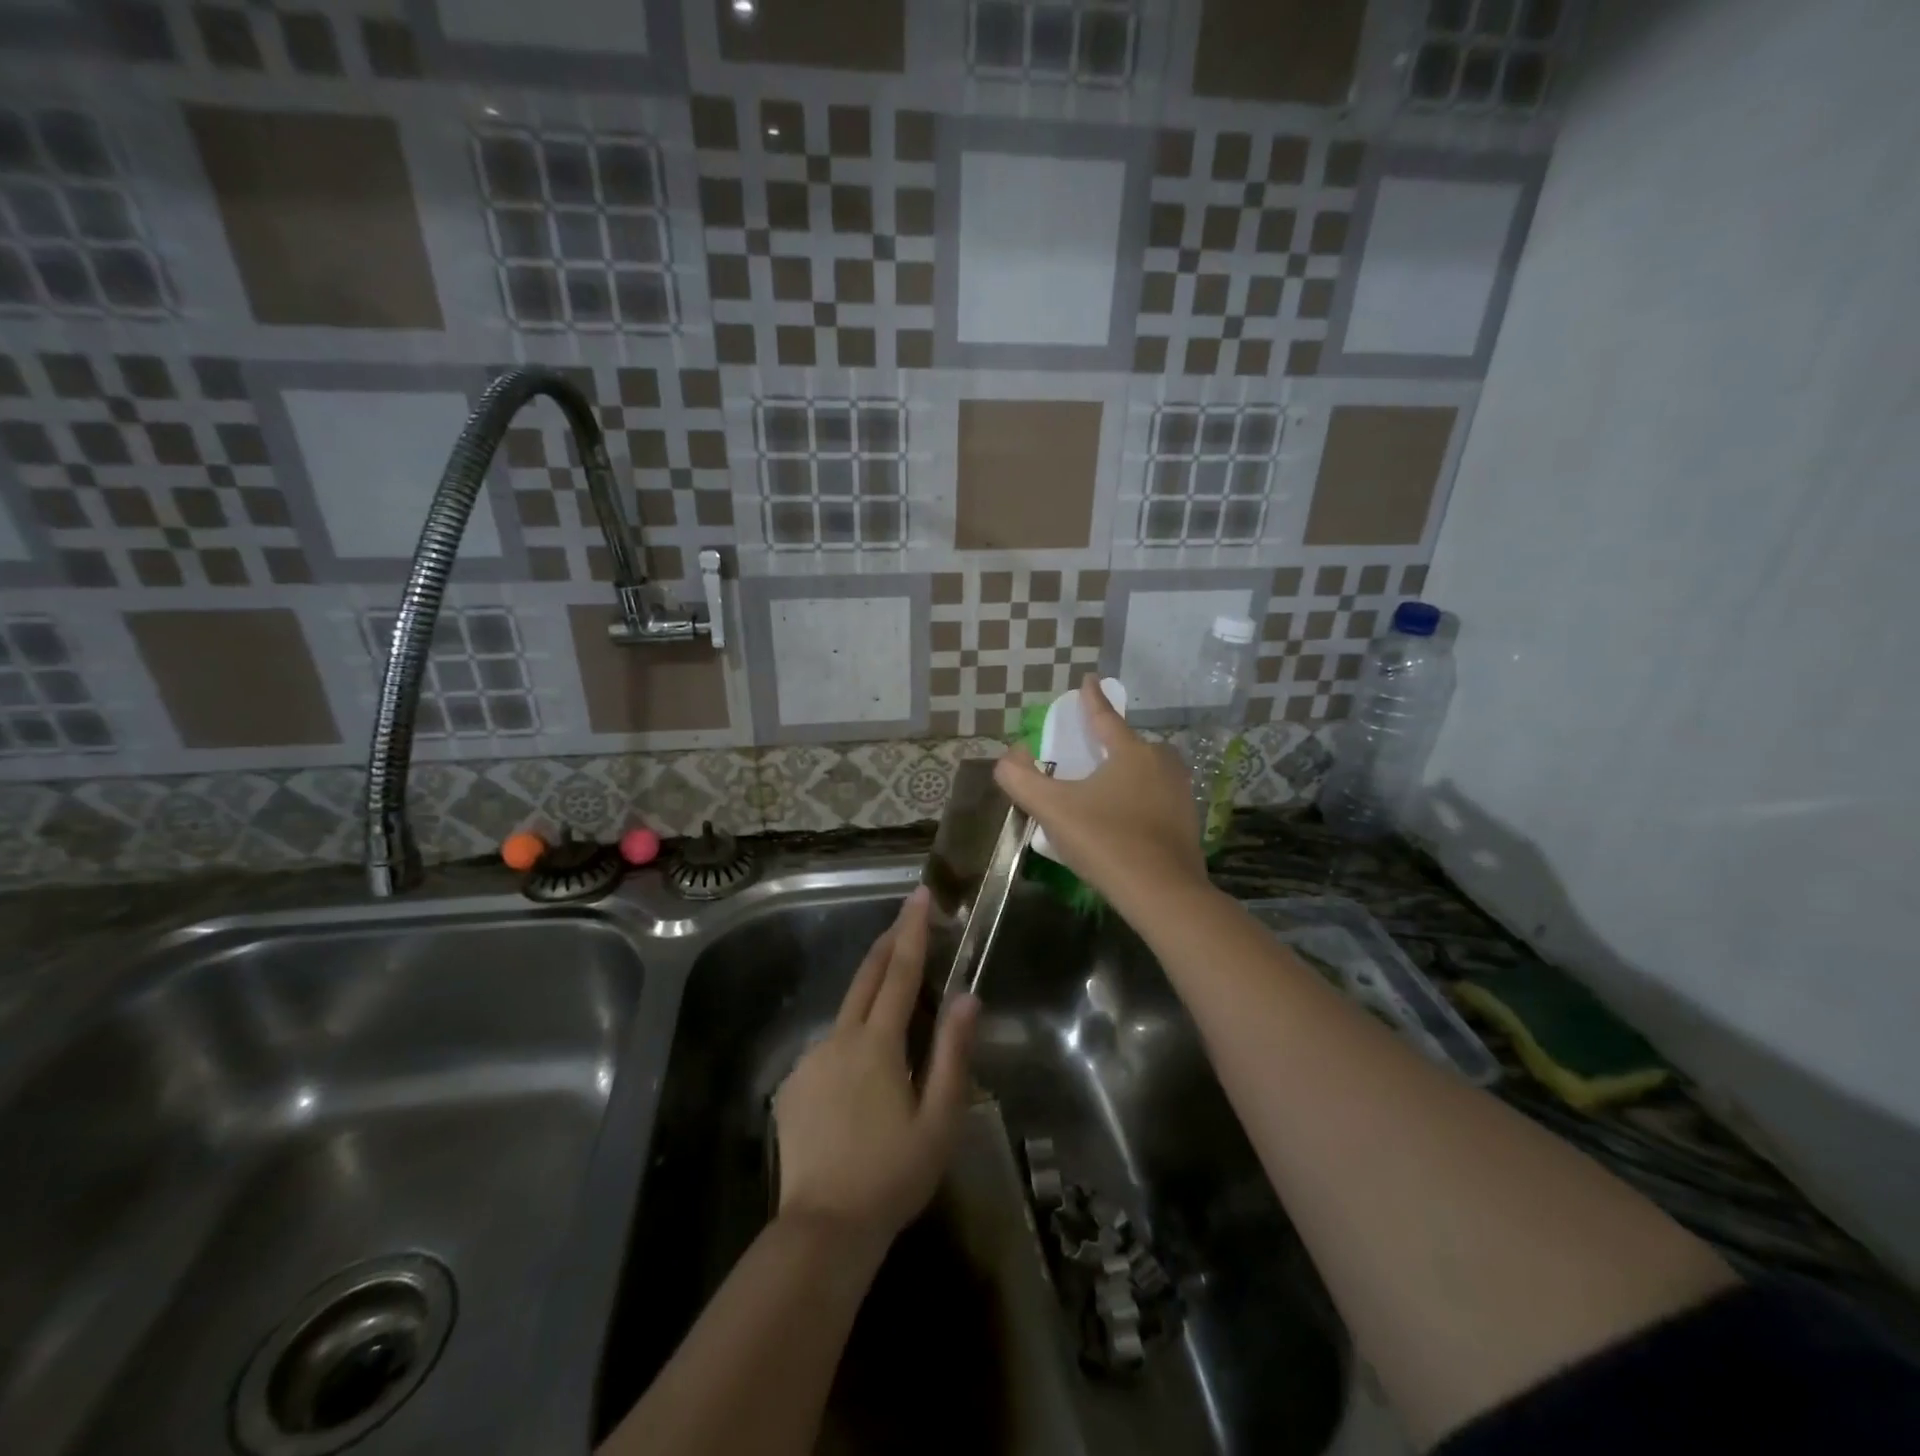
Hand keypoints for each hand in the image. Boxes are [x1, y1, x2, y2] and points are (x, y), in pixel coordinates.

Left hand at [772, 887, 979, 1247]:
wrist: (822, 1230)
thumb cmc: (893, 1175)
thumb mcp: (939, 1121)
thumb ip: (953, 1054)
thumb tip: (967, 997)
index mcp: (877, 1044)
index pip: (900, 972)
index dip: (912, 930)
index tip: (919, 895)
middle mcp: (839, 1039)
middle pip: (866, 977)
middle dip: (887, 941)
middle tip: (905, 916)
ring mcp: (810, 1061)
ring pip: (846, 1014)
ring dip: (871, 997)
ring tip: (894, 1011)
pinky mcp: (792, 1086)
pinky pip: (828, 1050)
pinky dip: (850, 1044)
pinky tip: (860, 1081)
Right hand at [995, 675, 1207, 907]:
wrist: (1163, 893)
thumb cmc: (1105, 840)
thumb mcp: (1053, 809)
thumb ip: (1022, 779)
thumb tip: (1007, 757)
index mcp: (1131, 752)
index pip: (1105, 717)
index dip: (1091, 699)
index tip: (1088, 679)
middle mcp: (1161, 763)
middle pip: (1129, 745)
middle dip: (1109, 745)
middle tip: (1088, 755)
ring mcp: (1180, 793)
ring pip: (1146, 772)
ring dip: (1126, 774)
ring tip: (1104, 790)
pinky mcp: (1188, 822)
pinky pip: (1157, 798)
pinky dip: (1139, 800)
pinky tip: (1125, 820)